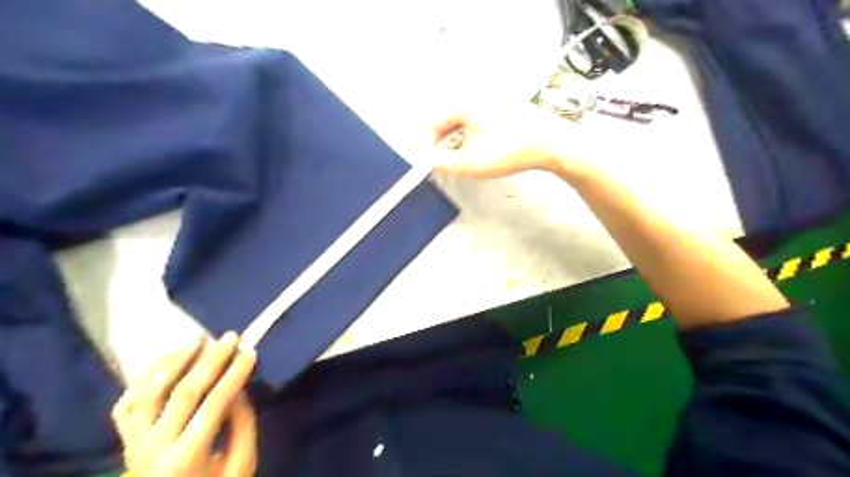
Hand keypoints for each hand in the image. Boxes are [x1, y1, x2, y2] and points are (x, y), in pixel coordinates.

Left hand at [113, 332, 258, 476]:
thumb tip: (239, 390)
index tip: (251, 352)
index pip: (214, 404)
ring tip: (197, 339)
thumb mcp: (241, 466)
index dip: (234, 375)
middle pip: (182, 392)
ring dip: (174, 361)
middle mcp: (153, 447)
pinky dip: (144, 378)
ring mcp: (134, 443)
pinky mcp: (125, 440)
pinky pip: (127, 403)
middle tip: (230, 337)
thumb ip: (243, 426)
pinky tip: (165, 360)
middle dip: (210, 360)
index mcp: (186, 458)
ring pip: (148, 393)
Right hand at [432, 103, 593, 178]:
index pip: (435, 120)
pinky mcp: (508, 108)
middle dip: (445, 142)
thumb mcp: (471, 163)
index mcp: (465, 104)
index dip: (431, 143)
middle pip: (450, 118)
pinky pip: (482, 120)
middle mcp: (478, 96)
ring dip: (461, 139)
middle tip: (450, 161)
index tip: (435, 160)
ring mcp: (495, 100)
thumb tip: (431, 161)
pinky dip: (476, 135)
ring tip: (468, 158)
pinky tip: (486, 149)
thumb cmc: (510, 150)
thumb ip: (444, 163)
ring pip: (466, 120)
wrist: (551, 144)